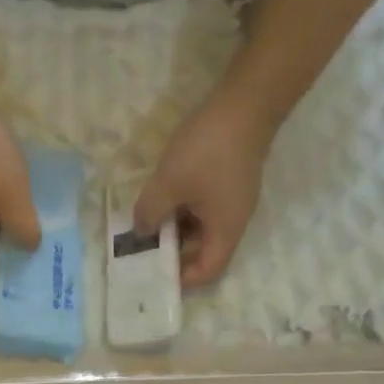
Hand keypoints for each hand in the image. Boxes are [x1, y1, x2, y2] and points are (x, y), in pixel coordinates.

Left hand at [134, 86, 273, 287]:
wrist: (244, 104)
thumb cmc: (207, 150)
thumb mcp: (169, 183)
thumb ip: (150, 212)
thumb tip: (141, 231)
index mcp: (225, 230)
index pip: (207, 271)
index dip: (181, 279)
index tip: (153, 275)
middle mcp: (233, 221)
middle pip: (203, 251)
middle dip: (172, 253)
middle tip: (139, 250)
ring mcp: (231, 200)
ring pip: (200, 227)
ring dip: (174, 228)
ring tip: (143, 225)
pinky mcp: (227, 181)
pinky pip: (202, 207)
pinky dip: (181, 209)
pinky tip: (159, 199)